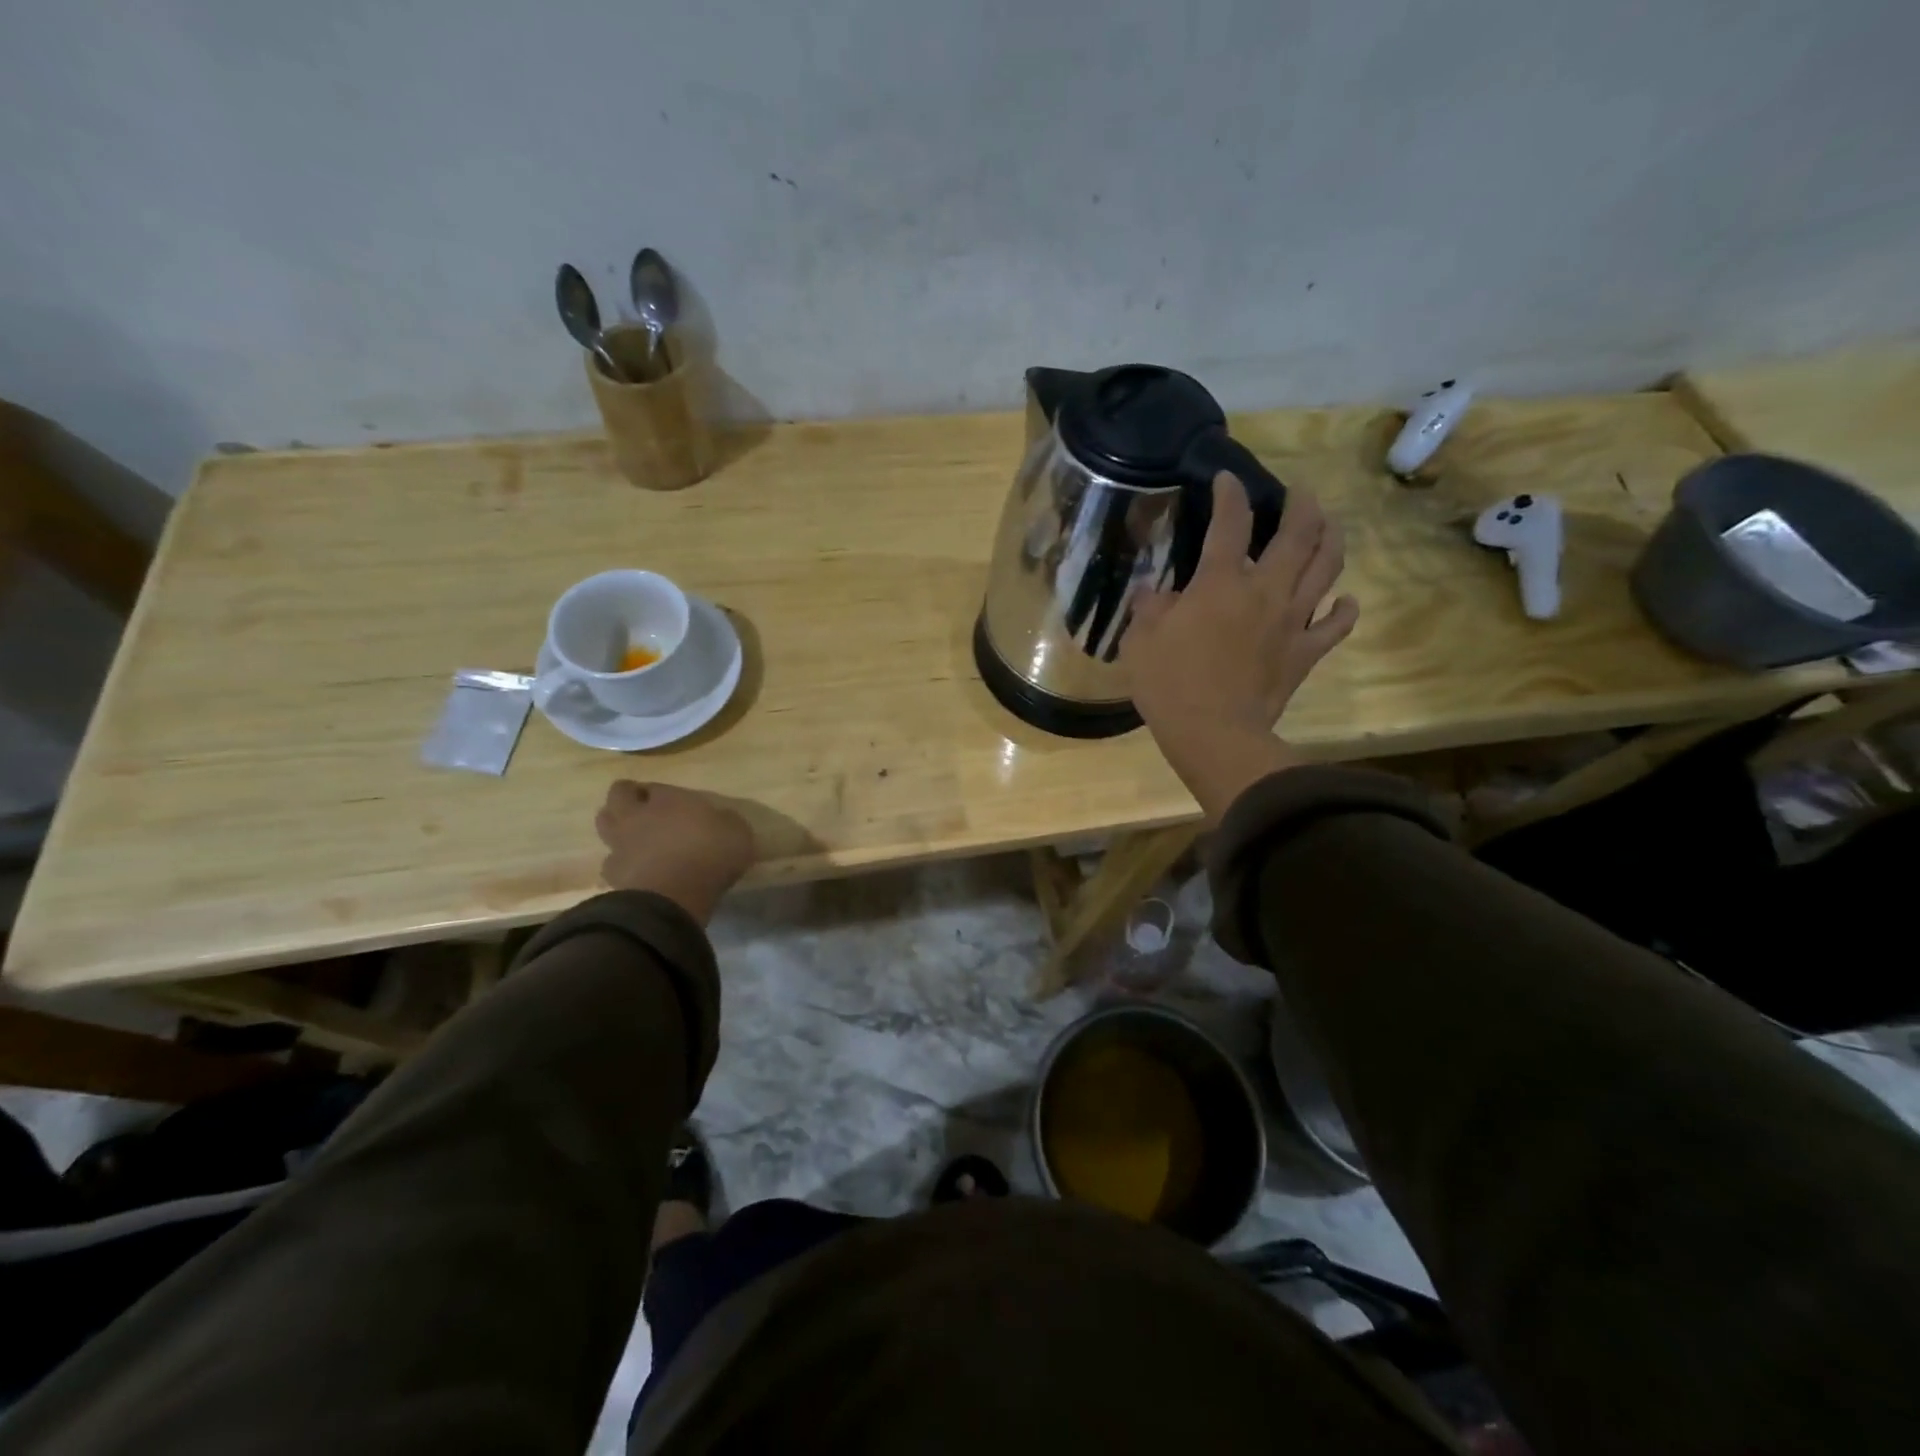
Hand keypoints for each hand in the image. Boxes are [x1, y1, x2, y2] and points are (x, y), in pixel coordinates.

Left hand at [595, 780, 755, 924]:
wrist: (674, 896)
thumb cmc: (710, 855)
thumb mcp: (737, 832)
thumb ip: (725, 822)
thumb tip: (722, 820)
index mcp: (669, 799)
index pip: (656, 786)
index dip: (660, 792)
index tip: (670, 801)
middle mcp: (639, 815)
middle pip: (619, 794)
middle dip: (627, 796)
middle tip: (641, 807)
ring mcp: (621, 844)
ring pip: (605, 824)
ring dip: (616, 826)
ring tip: (632, 836)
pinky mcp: (613, 874)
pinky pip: (610, 862)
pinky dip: (620, 864)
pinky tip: (634, 871)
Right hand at [1125, 474, 1357, 821]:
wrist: (1213, 733)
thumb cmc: (1170, 683)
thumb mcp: (1141, 640)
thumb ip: (1149, 608)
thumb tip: (1154, 592)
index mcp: (1221, 582)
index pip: (1230, 522)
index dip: (1230, 493)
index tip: (1227, 479)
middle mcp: (1266, 590)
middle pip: (1298, 533)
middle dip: (1302, 505)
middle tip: (1300, 493)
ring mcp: (1292, 620)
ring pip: (1327, 567)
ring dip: (1331, 540)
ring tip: (1330, 526)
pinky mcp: (1305, 652)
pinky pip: (1336, 624)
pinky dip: (1344, 608)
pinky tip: (1344, 599)